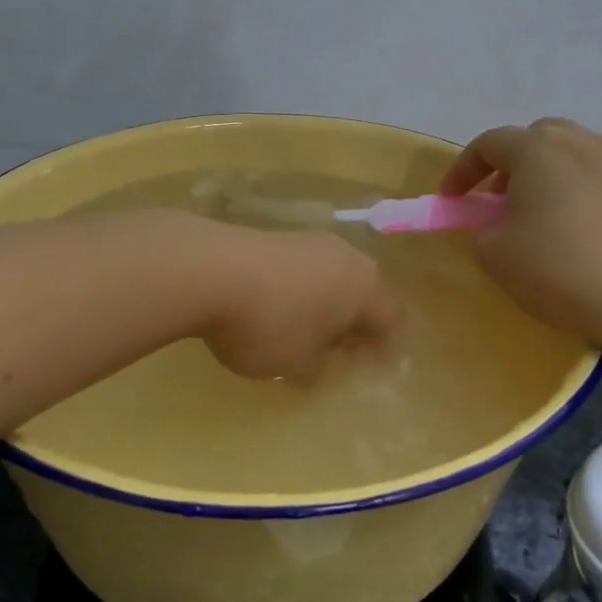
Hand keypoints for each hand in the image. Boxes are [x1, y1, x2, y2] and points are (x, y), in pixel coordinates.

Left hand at [201, 226, 400, 379]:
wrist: (209, 269)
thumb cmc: (270, 324)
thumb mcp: (300, 362)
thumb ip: (321, 362)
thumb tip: (324, 352)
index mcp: (366, 287)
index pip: (392, 318)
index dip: (384, 345)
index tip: (368, 366)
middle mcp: (347, 257)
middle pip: (364, 291)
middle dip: (355, 320)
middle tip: (339, 349)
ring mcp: (310, 241)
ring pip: (332, 276)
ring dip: (325, 302)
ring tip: (302, 329)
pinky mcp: (276, 236)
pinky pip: (301, 269)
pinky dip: (297, 289)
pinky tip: (273, 307)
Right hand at [440, 118, 601, 347]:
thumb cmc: (561, 270)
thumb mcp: (496, 256)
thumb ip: (483, 230)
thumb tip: (497, 223)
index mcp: (537, 150)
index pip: (489, 144)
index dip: (463, 169)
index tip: (453, 199)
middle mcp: (581, 141)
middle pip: (537, 138)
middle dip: (512, 164)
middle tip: (503, 201)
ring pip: (578, 151)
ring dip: (555, 173)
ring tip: (551, 212)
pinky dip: (593, 188)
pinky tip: (595, 222)